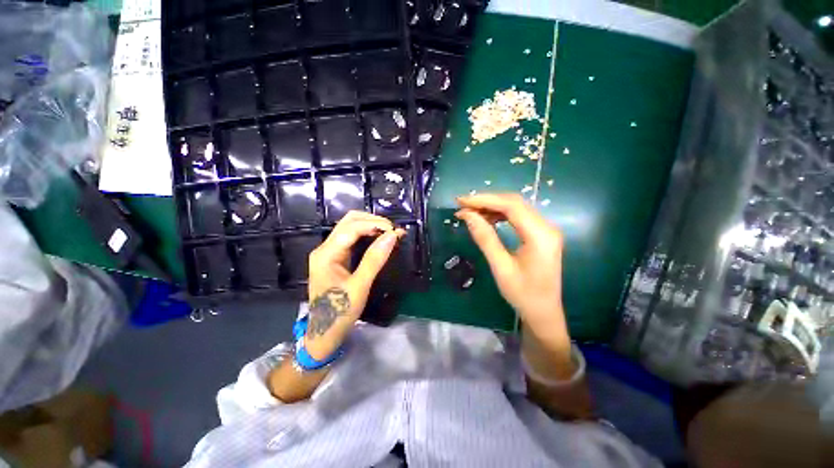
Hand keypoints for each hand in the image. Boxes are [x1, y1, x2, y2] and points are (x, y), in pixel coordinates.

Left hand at [305, 211, 403, 357]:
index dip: (374, 225)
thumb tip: (392, 236)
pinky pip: (351, 237)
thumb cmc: (340, 312)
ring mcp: (328, 251)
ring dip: (370, 225)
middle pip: (348, 221)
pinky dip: (366, 233)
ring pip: (349, 226)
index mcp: (326, 254)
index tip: (395, 231)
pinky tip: (378, 238)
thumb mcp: (360, 286)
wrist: (324, 332)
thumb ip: (375, 259)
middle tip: (392, 230)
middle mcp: (324, 248)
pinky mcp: (334, 256)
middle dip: (372, 221)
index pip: (351, 228)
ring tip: (389, 232)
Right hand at [456, 194, 568, 346]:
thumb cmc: (523, 294)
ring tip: (471, 213)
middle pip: (514, 202)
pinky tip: (486, 218)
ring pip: (516, 207)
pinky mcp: (540, 234)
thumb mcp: (500, 267)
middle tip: (463, 206)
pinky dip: (500, 214)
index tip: (461, 201)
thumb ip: (485, 238)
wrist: (544, 312)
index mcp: (540, 236)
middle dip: (486, 201)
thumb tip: (467, 215)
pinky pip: (519, 216)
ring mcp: (545, 229)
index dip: (484, 200)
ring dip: (492, 206)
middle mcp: (546, 227)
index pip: (510, 206)